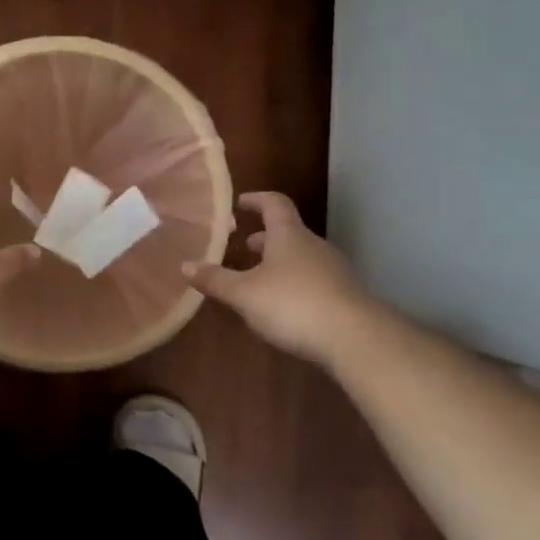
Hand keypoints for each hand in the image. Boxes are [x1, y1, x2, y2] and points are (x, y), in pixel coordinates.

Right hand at [184, 192, 369, 364]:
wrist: (355, 338)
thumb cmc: (293, 304)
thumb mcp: (244, 294)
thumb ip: (215, 280)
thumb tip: (185, 265)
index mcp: (289, 236)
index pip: (274, 204)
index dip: (256, 200)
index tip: (239, 204)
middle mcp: (313, 246)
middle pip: (288, 232)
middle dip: (264, 238)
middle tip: (243, 247)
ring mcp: (333, 271)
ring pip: (301, 257)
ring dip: (279, 263)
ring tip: (258, 279)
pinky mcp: (344, 296)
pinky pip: (313, 280)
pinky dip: (294, 283)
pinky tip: (282, 306)